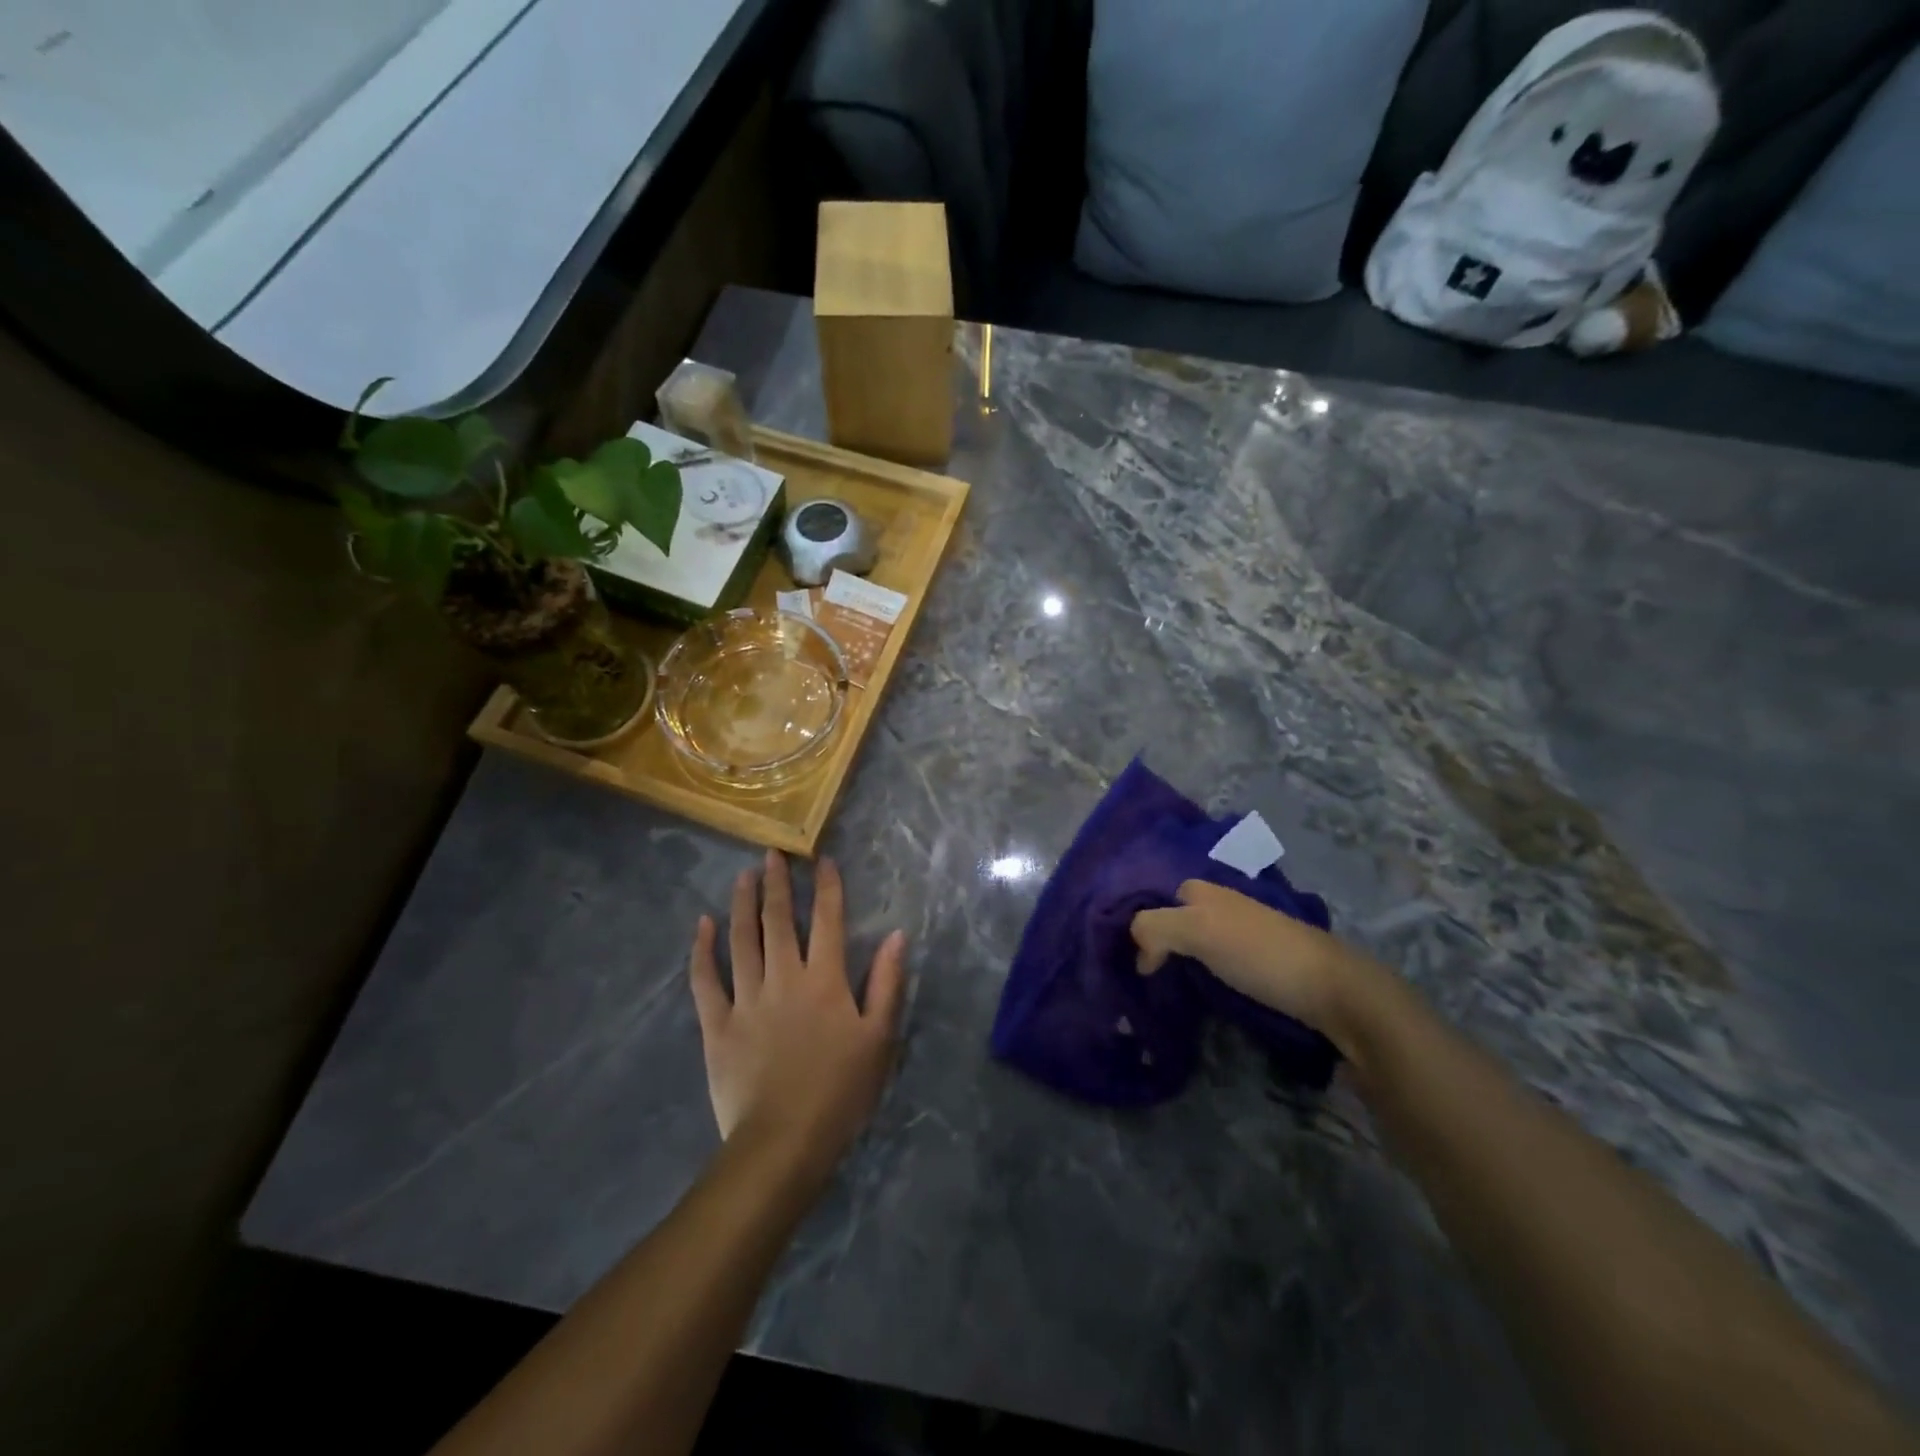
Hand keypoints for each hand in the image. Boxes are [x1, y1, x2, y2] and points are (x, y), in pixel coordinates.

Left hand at [689, 851, 906, 1183]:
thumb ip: (888, 984)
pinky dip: (702, 949)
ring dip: (742, 904)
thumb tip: (897, 935)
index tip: (822, 860)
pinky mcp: (717, 1023)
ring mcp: (747, 998)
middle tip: (772, 855)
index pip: (829, 920)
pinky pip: (705, 979)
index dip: (828, 887)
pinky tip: (702, 924)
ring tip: (743, 876)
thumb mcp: (879, 1039)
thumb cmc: (840, 1092)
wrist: (783, 1142)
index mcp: (826, 980)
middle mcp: (785, 977)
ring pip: (742, 939)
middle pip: (780, 920)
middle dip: (777, 884)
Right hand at [1130, 880, 1377, 1052]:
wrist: (1331, 989)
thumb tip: (1138, 956)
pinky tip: (1198, 996)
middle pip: (1176, 921)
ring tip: (1164, 992)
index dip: (1141, 927)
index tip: (1132, 962)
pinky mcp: (1259, 963)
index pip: (1157, 901)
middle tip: (1144, 979)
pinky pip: (1216, 963)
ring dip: (1179, 964)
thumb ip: (1154, 928)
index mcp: (1204, 891)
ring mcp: (1242, 934)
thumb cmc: (1258, 953)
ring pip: (1196, 943)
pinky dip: (1202, 977)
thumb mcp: (1197, 931)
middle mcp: (1221, 905)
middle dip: (1159, 944)